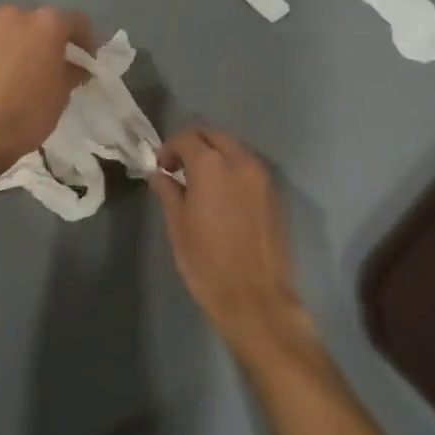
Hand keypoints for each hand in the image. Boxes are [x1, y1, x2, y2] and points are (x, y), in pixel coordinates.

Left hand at [0, 5, 94, 176]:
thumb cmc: (30, 110)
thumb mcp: (62, 92)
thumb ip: (73, 70)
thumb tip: (76, 67)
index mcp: (46, 23)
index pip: (77, 21)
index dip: (88, 40)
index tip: (88, 61)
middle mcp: (17, 16)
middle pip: (44, 22)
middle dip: (55, 40)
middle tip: (61, 65)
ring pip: (19, 32)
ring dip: (29, 46)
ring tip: (33, 72)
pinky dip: (9, 55)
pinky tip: (10, 79)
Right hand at [150, 128, 312, 359]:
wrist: (256, 299)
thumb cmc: (208, 263)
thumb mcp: (177, 226)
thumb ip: (168, 191)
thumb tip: (160, 174)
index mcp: (211, 165)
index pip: (186, 138)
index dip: (169, 149)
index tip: (161, 167)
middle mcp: (240, 161)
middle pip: (213, 135)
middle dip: (193, 144)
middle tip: (178, 168)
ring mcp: (261, 176)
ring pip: (233, 148)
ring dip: (214, 154)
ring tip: (199, 181)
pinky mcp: (274, 193)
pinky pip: (248, 166)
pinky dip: (231, 168)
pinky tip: (221, 194)